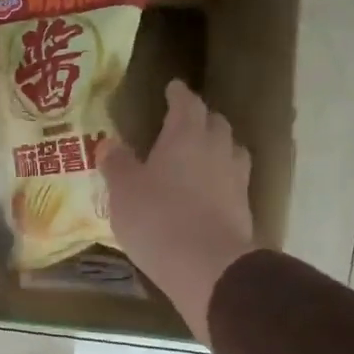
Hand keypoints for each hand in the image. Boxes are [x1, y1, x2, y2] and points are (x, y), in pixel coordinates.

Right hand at [99, 80, 254, 342]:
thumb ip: (117, 163)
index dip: (179, 94)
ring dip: (217, 147)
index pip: (186, 103)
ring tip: (201, 155)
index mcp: (186, 135)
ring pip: (231, 150)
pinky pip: (233, 182)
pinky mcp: (244, 209)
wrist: (208, 266)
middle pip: (215, 123)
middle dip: (200, 118)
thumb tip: (109, 143)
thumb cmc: (158, 218)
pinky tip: (208, 191)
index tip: (173, 87)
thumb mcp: (123, 190)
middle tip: (184, 122)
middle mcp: (217, 149)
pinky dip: (221, 179)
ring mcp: (236, 179)